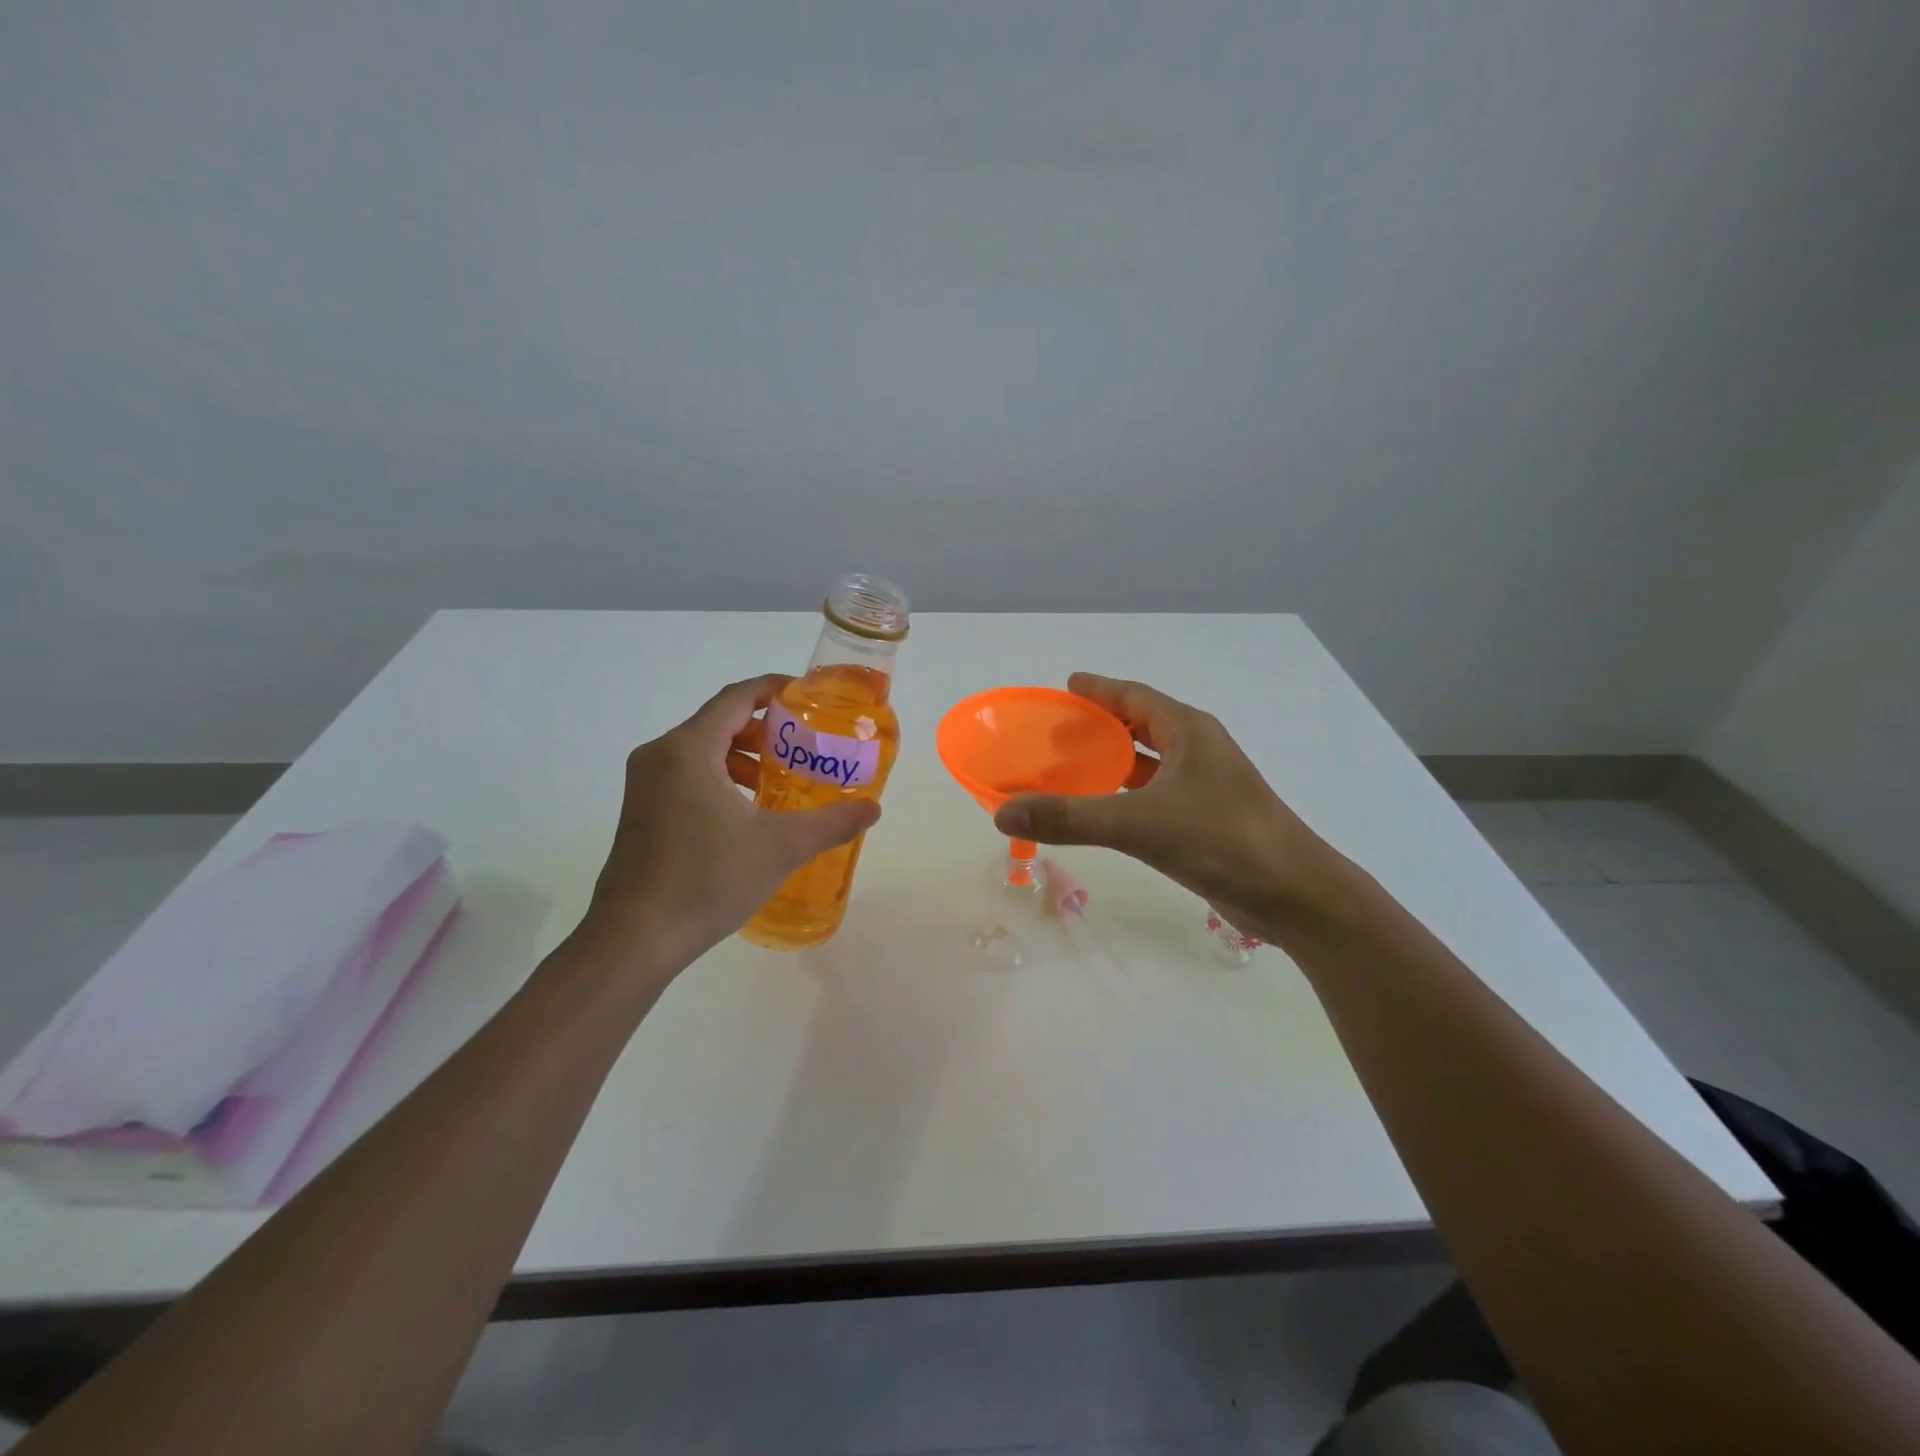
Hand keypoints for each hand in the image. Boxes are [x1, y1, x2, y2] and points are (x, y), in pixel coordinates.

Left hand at [579, 675, 879, 967]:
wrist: (635, 937)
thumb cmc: (708, 879)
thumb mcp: (781, 847)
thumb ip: (832, 823)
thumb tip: (873, 809)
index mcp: (689, 749)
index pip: (736, 697)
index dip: (774, 689)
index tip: (807, 697)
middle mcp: (660, 754)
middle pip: (718, 720)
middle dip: (763, 728)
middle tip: (801, 747)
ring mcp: (643, 783)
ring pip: (700, 748)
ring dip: (740, 755)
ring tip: (775, 782)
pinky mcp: (639, 809)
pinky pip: (684, 773)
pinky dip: (718, 776)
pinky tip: (743, 812)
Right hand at [992, 673, 1351, 942]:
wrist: (1294, 895)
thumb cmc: (1222, 840)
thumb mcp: (1139, 823)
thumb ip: (1070, 818)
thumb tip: (1002, 812)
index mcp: (1188, 731)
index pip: (1135, 696)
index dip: (1099, 689)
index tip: (1067, 685)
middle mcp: (1198, 750)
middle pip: (1141, 725)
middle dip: (1100, 725)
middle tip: (1056, 732)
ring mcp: (1206, 786)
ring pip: (1150, 762)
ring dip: (1113, 761)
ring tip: (1071, 767)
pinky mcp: (1207, 819)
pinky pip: (1155, 794)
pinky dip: (1126, 794)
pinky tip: (1103, 810)